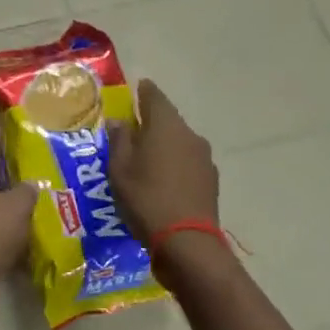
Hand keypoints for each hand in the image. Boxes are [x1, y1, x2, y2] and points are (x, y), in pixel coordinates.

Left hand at [0, 119, 35, 307]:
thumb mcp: (16, 205)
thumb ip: (27, 190)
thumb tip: (31, 185)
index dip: (2, 117)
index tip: (16, 105)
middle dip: (13, 155)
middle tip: (43, 145)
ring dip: (14, 188)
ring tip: (46, 180)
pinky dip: (11, 215)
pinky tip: (35, 218)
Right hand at [110, 79, 220, 243]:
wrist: (186, 241)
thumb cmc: (145, 198)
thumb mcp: (119, 169)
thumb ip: (119, 140)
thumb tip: (119, 121)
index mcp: (166, 126)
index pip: (155, 97)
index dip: (144, 91)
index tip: (137, 87)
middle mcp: (189, 135)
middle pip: (168, 120)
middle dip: (151, 122)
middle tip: (132, 130)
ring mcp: (204, 158)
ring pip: (179, 142)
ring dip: (163, 145)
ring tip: (145, 158)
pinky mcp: (210, 180)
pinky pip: (187, 162)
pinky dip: (174, 164)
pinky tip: (162, 179)